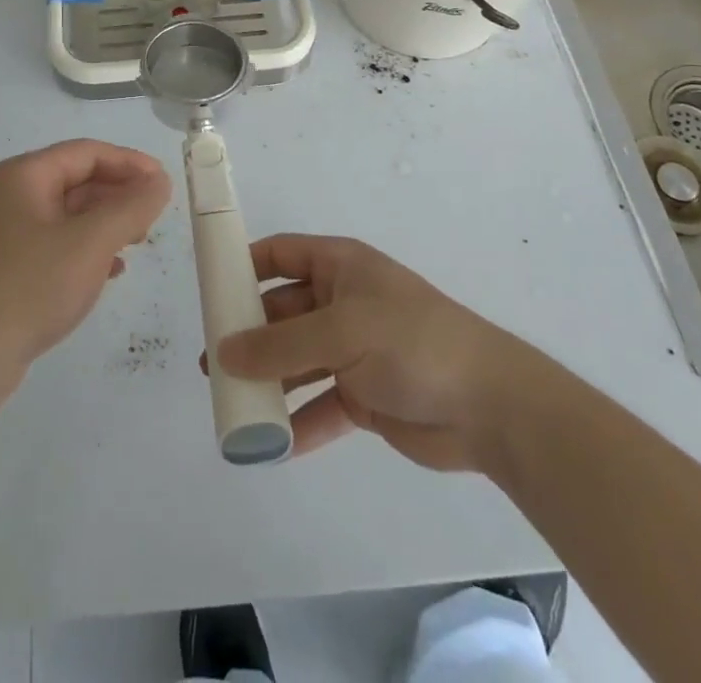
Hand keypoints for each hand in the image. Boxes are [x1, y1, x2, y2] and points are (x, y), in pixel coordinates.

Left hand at [0, 140, 171, 376]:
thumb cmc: (29, 287)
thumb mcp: (90, 243)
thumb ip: (131, 207)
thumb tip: (159, 180)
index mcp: (24, 175)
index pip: (86, 152)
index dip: (129, 162)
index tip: (164, 183)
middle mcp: (10, 196)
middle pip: (76, 180)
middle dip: (118, 194)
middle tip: (154, 215)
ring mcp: (4, 235)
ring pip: (67, 216)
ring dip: (105, 224)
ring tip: (138, 242)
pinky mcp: (4, 271)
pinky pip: (54, 246)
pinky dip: (85, 251)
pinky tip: (109, 272)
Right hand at [214, 234, 536, 471]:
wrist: (489, 405)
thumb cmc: (411, 342)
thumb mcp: (341, 331)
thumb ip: (280, 345)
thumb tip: (225, 351)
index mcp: (340, 267)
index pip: (282, 254)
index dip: (245, 265)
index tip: (211, 288)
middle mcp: (342, 303)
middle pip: (283, 311)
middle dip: (249, 334)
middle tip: (213, 361)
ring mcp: (354, 350)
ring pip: (297, 361)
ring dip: (268, 381)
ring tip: (231, 403)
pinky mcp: (365, 395)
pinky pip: (321, 405)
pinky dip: (298, 422)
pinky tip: (272, 445)